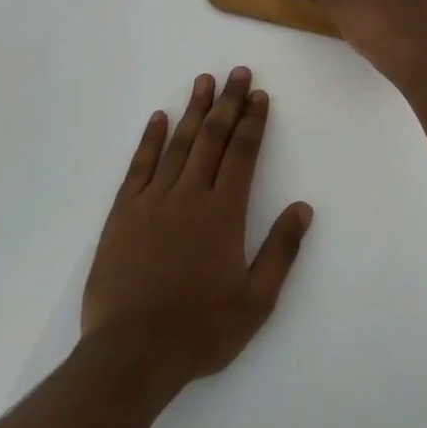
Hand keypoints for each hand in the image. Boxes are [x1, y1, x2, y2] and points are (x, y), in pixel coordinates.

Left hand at [80, 68, 311, 405]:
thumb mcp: (255, 302)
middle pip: (212, 138)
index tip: (259, 95)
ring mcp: (153, 201)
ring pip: (178, 143)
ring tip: (204, 81)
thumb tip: (303, 208)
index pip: (243, 154)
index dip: (253, 122)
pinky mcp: (123, 213)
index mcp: (223, 213)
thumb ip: (281, 252)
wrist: (131, 355)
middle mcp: (189, 195)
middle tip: (238, 72)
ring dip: (194, 110)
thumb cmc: (200, 331)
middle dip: (228, 103)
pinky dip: (150, 139)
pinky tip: (159, 117)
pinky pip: (139, 166)